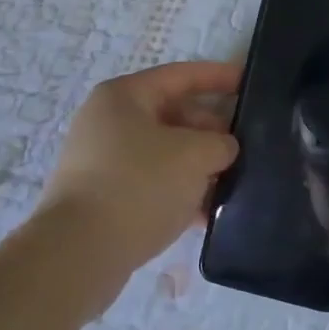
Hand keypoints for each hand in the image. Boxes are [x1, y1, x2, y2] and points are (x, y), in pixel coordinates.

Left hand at [38, 61, 239, 279]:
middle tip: (245, 149)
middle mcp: (108, 122)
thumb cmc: (139, 185)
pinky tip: (205, 215)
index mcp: (124, 96)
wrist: (79, 253)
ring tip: (232, 184)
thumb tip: (223, 148)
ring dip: (197, 166)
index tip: (249, 83)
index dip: (219, 76)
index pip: (181, 76)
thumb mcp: (194, 155)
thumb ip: (220, 143)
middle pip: (173, 115)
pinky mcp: (101, 198)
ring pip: (163, 153)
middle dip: (211, 131)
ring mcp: (101, 162)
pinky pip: (150, 183)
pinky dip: (178, 192)